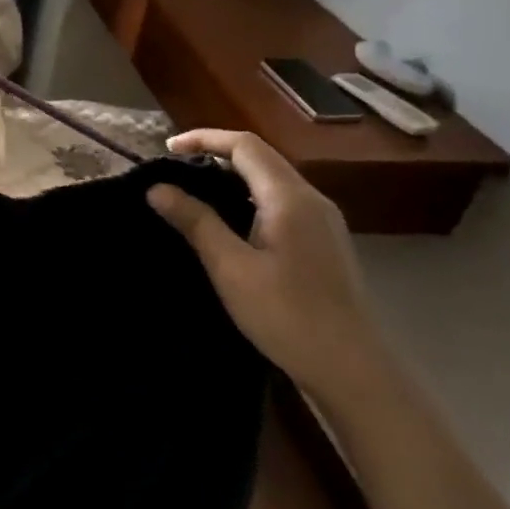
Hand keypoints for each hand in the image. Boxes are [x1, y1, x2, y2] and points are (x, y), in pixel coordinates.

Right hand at [147, 129, 388, 406]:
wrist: (352, 370)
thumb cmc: (287, 315)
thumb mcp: (230, 268)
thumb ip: (195, 221)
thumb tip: (157, 188)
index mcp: (289, 198)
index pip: (244, 145)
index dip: (204, 138)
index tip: (167, 148)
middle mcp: (311, 200)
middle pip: (260, 157)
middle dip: (215, 154)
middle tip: (175, 169)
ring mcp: (322, 221)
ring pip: (271, 180)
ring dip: (232, 176)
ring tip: (195, 192)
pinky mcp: (323, 242)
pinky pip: (281, 201)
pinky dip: (248, 196)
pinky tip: (230, 222)